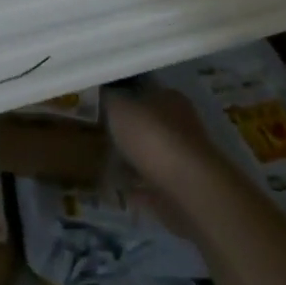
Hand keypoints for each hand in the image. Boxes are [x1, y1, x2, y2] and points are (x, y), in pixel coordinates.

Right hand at [105, 82, 221, 193]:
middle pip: (147, 126)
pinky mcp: (180, 190)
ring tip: (102, 166)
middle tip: (97, 138)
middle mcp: (180, 125)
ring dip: (129, 162)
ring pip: (149, 157)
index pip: (143, 92)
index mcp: (169, 99)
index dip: (121, 99)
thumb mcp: (119, 108)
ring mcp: (183, 160)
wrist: (188, 189)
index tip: (100, 109)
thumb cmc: (152, 138)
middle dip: (125, 133)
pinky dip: (135, 188)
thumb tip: (104, 94)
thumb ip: (109, 99)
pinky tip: (116, 191)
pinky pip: (150, 186)